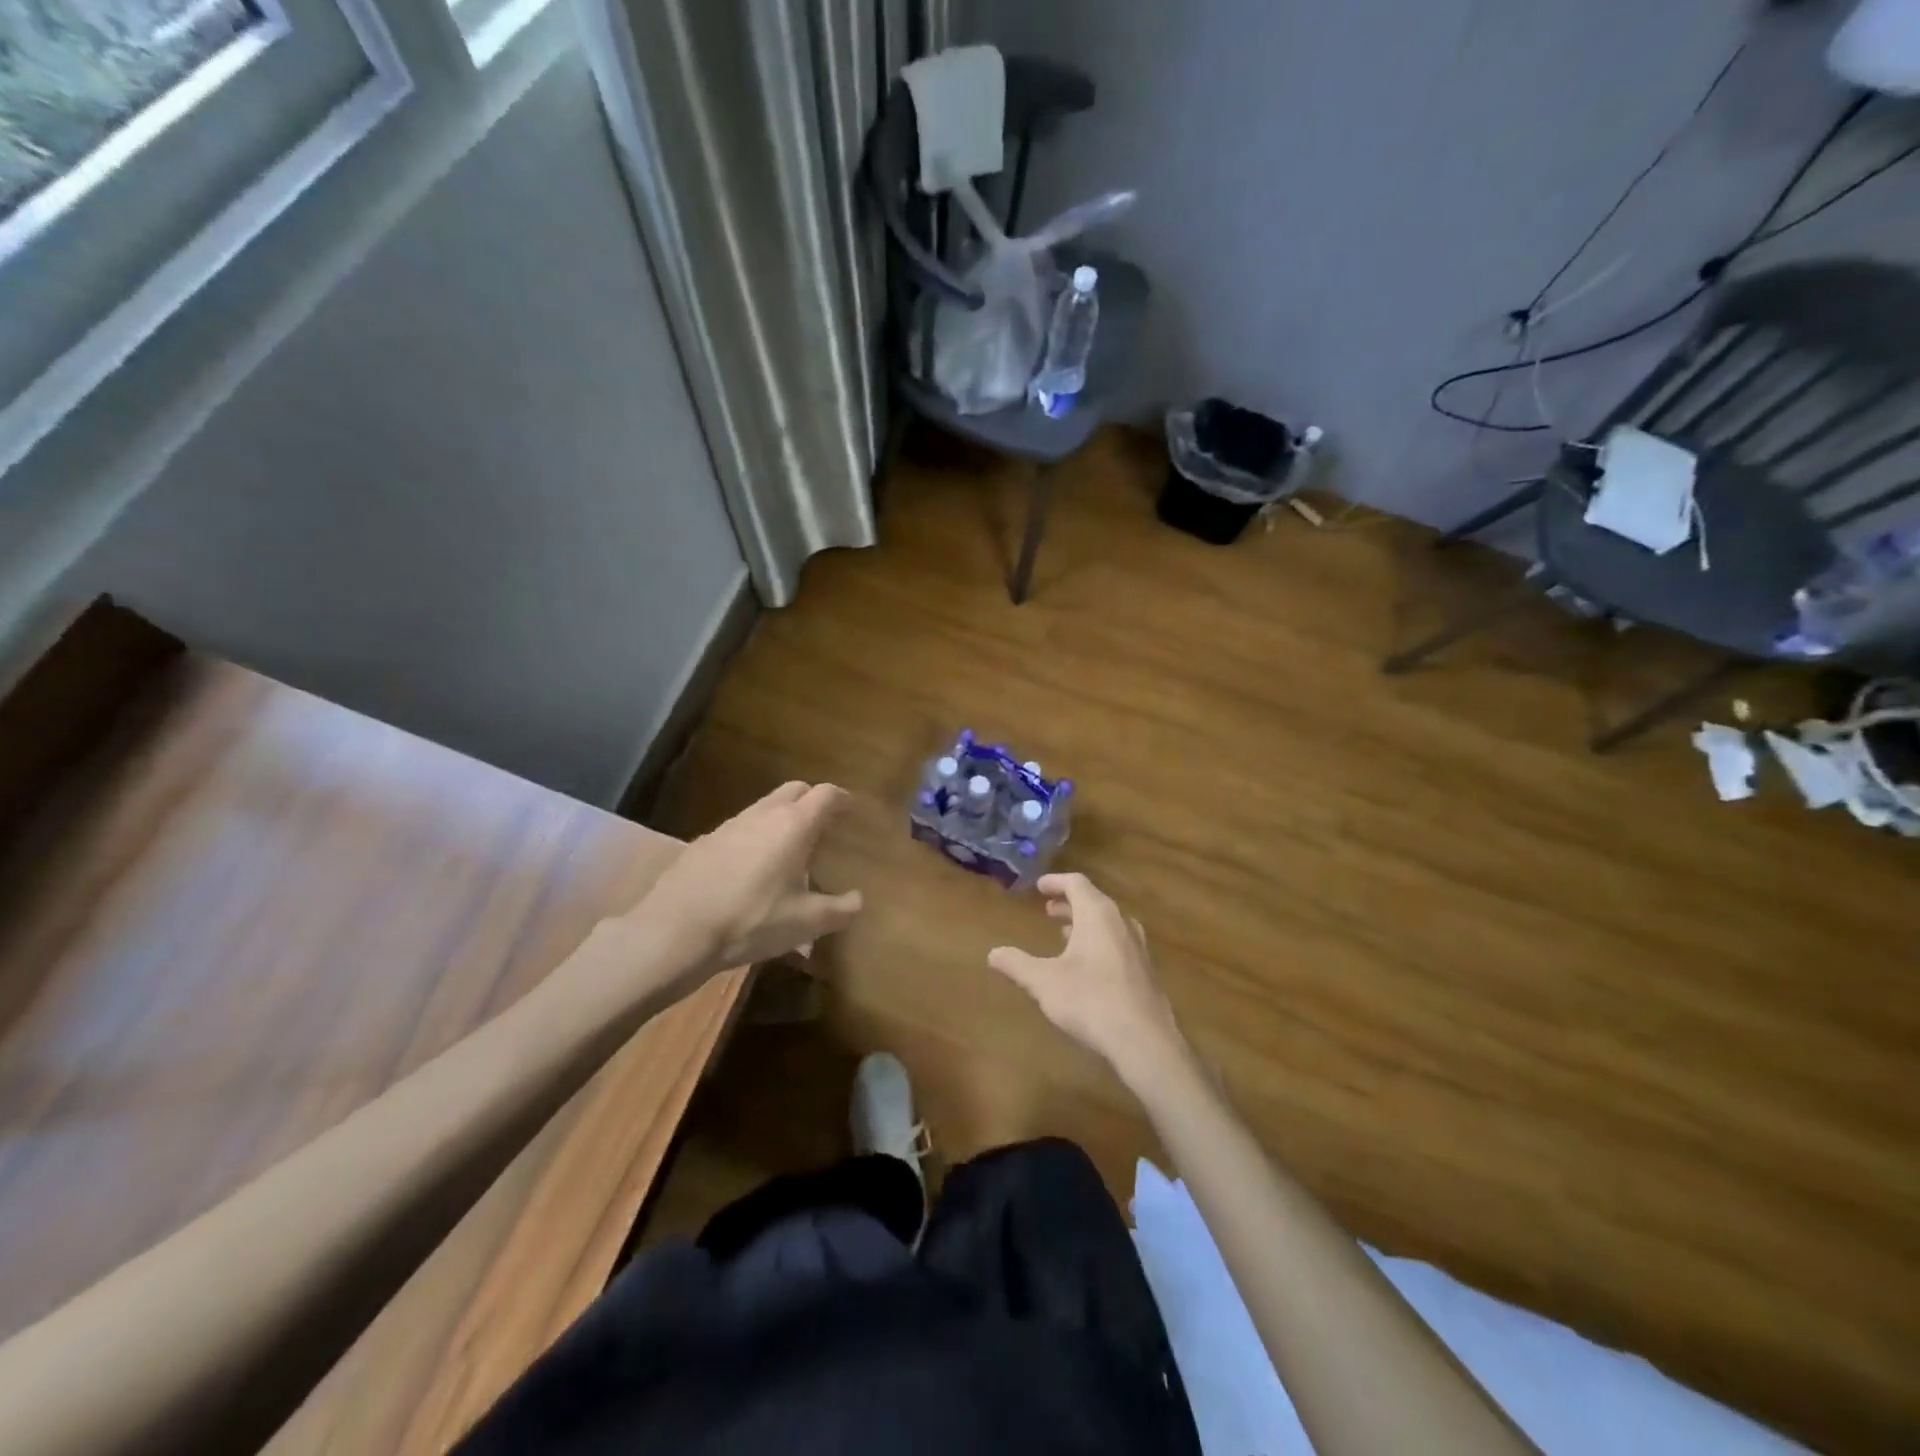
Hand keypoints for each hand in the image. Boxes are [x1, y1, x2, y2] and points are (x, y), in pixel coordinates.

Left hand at [631, 782, 862, 981]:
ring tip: (787, 850)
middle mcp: (763, 815)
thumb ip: (840, 910)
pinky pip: (739, 829)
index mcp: (794, 825)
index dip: (841, 798)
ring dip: (780, 818)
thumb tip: (858, 900)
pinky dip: (753, 838)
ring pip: (764, 808)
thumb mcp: (806, 923)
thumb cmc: (752, 920)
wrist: (675, 930)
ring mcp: (729, 825)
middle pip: (794, 789)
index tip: (850, 807)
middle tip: (822, 825)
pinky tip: (750, 869)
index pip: (825, 794)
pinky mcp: (704, 842)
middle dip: (811, 800)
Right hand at [988, 873, 1185, 1085]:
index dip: (1056, 882)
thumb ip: (1017, 964)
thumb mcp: (1044, 982)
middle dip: (1069, 903)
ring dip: (1085, 923)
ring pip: (1108, 923)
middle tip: (1048, 909)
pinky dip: (1099, 941)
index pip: (1076, 883)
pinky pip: (1119, 942)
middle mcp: (1121, 922)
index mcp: (1097, 914)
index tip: (1039, 886)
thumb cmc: (1090, 1001)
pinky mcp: (1146, 970)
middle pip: (1094, 901)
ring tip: (1064, 935)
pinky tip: (1088, 966)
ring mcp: (1138, 946)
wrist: (1145, 1041)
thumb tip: (993, 953)